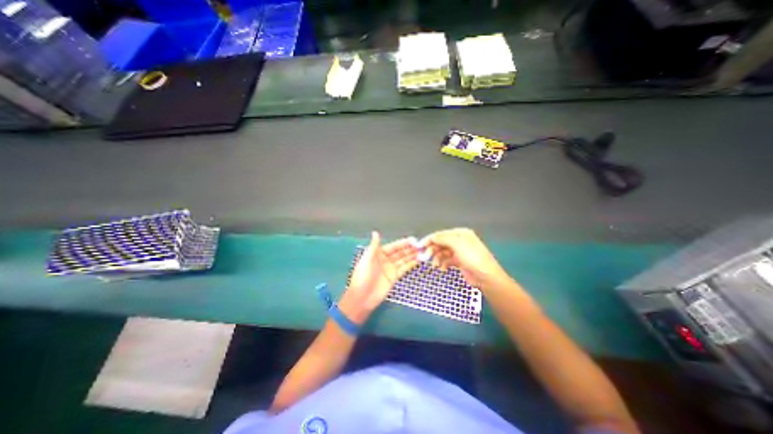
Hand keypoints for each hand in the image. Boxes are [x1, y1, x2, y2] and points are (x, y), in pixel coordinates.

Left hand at [341, 233, 420, 322]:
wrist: (362, 297)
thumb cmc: (362, 277)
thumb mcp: (366, 259)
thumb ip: (373, 246)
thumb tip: (375, 232)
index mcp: (378, 254)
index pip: (393, 246)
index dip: (403, 243)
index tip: (413, 240)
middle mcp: (385, 260)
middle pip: (400, 252)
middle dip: (410, 249)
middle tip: (421, 246)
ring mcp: (390, 269)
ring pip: (403, 260)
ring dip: (412, 256)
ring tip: (422, 252)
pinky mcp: (394, 277)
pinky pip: (404, 269)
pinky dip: (411, 264)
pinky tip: (418, 260)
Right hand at [421, 228, 511, 287]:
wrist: (486, 277)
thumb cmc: (472, 257)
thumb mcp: (457, 244)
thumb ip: (442, 238)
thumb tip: (431, 237)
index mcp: (460, 233)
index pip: (441, 234)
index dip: (430, 239)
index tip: (420, 246)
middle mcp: (459, 241)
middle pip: (441, 243)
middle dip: (433, 250)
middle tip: (425, 257)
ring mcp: (459, 252)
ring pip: (442, 252)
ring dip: (437, 258)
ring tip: (435, 265)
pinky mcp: (459, 262)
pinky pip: (446, 260)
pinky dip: (443, 264)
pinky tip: (442, 269)